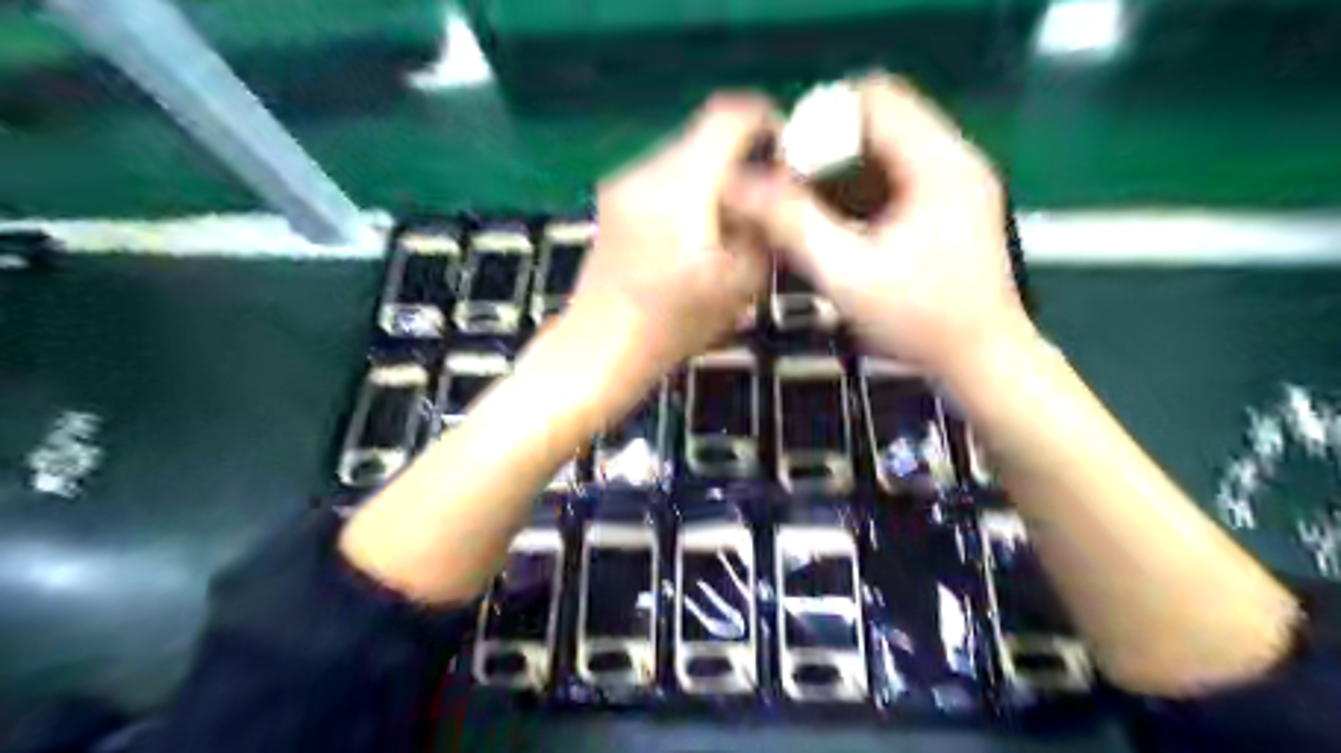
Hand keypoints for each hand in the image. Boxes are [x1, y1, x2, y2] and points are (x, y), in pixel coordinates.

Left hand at [574, 95, 781, 376]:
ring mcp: (623, 182)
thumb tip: (775, 189)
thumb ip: (767, 225)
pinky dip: (686, 189)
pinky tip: (692, 231)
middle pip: (705, 133)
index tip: (785, 152)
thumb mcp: (743, 282)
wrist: (601, 347)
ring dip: (712, 173)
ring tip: (728, 218)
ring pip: (682, 154)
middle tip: (763, 195)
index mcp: (683, 184)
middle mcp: (648, 169)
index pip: (731, 114)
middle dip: (741, 154)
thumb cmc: (675, 322)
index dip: (766, 120)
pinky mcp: (611, 200)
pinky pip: (661, 176)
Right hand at [729, 77, 1029, 376]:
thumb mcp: (848, 276)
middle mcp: (954, 159)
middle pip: (880, 117)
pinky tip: (841, 226)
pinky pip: (898, 173)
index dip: (820, 121)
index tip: (788, 166)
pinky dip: (863, 188)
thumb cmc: (920, 323)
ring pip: (887, 145)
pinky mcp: (952, 204)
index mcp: (938, 164)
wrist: (982, 361)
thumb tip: (742, 187)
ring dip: (843, 167)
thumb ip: (794, 225)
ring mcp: (956, 181)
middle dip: (827, 146)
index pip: (873, 98)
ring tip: (811, 210)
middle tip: (793, 191)